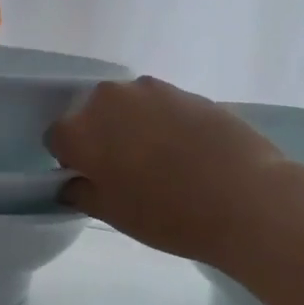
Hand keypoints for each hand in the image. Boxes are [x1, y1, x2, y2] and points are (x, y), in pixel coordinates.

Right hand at [48, 77, 284, 264]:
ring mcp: (150, 89)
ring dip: (132, 126)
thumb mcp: (114, 214)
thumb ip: (81, 193)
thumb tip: (72, 182)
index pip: (57, 138)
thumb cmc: (168, 214)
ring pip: (127, 107)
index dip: (70, 160)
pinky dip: (164, 123)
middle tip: (125, 170)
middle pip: (91, 114)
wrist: (246, 198)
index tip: (91, 179)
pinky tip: (187, 151)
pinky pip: (160, 106)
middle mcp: (108, 98)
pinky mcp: (185, 91)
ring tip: (160, 160)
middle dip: (100, 137)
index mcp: (80, 129)